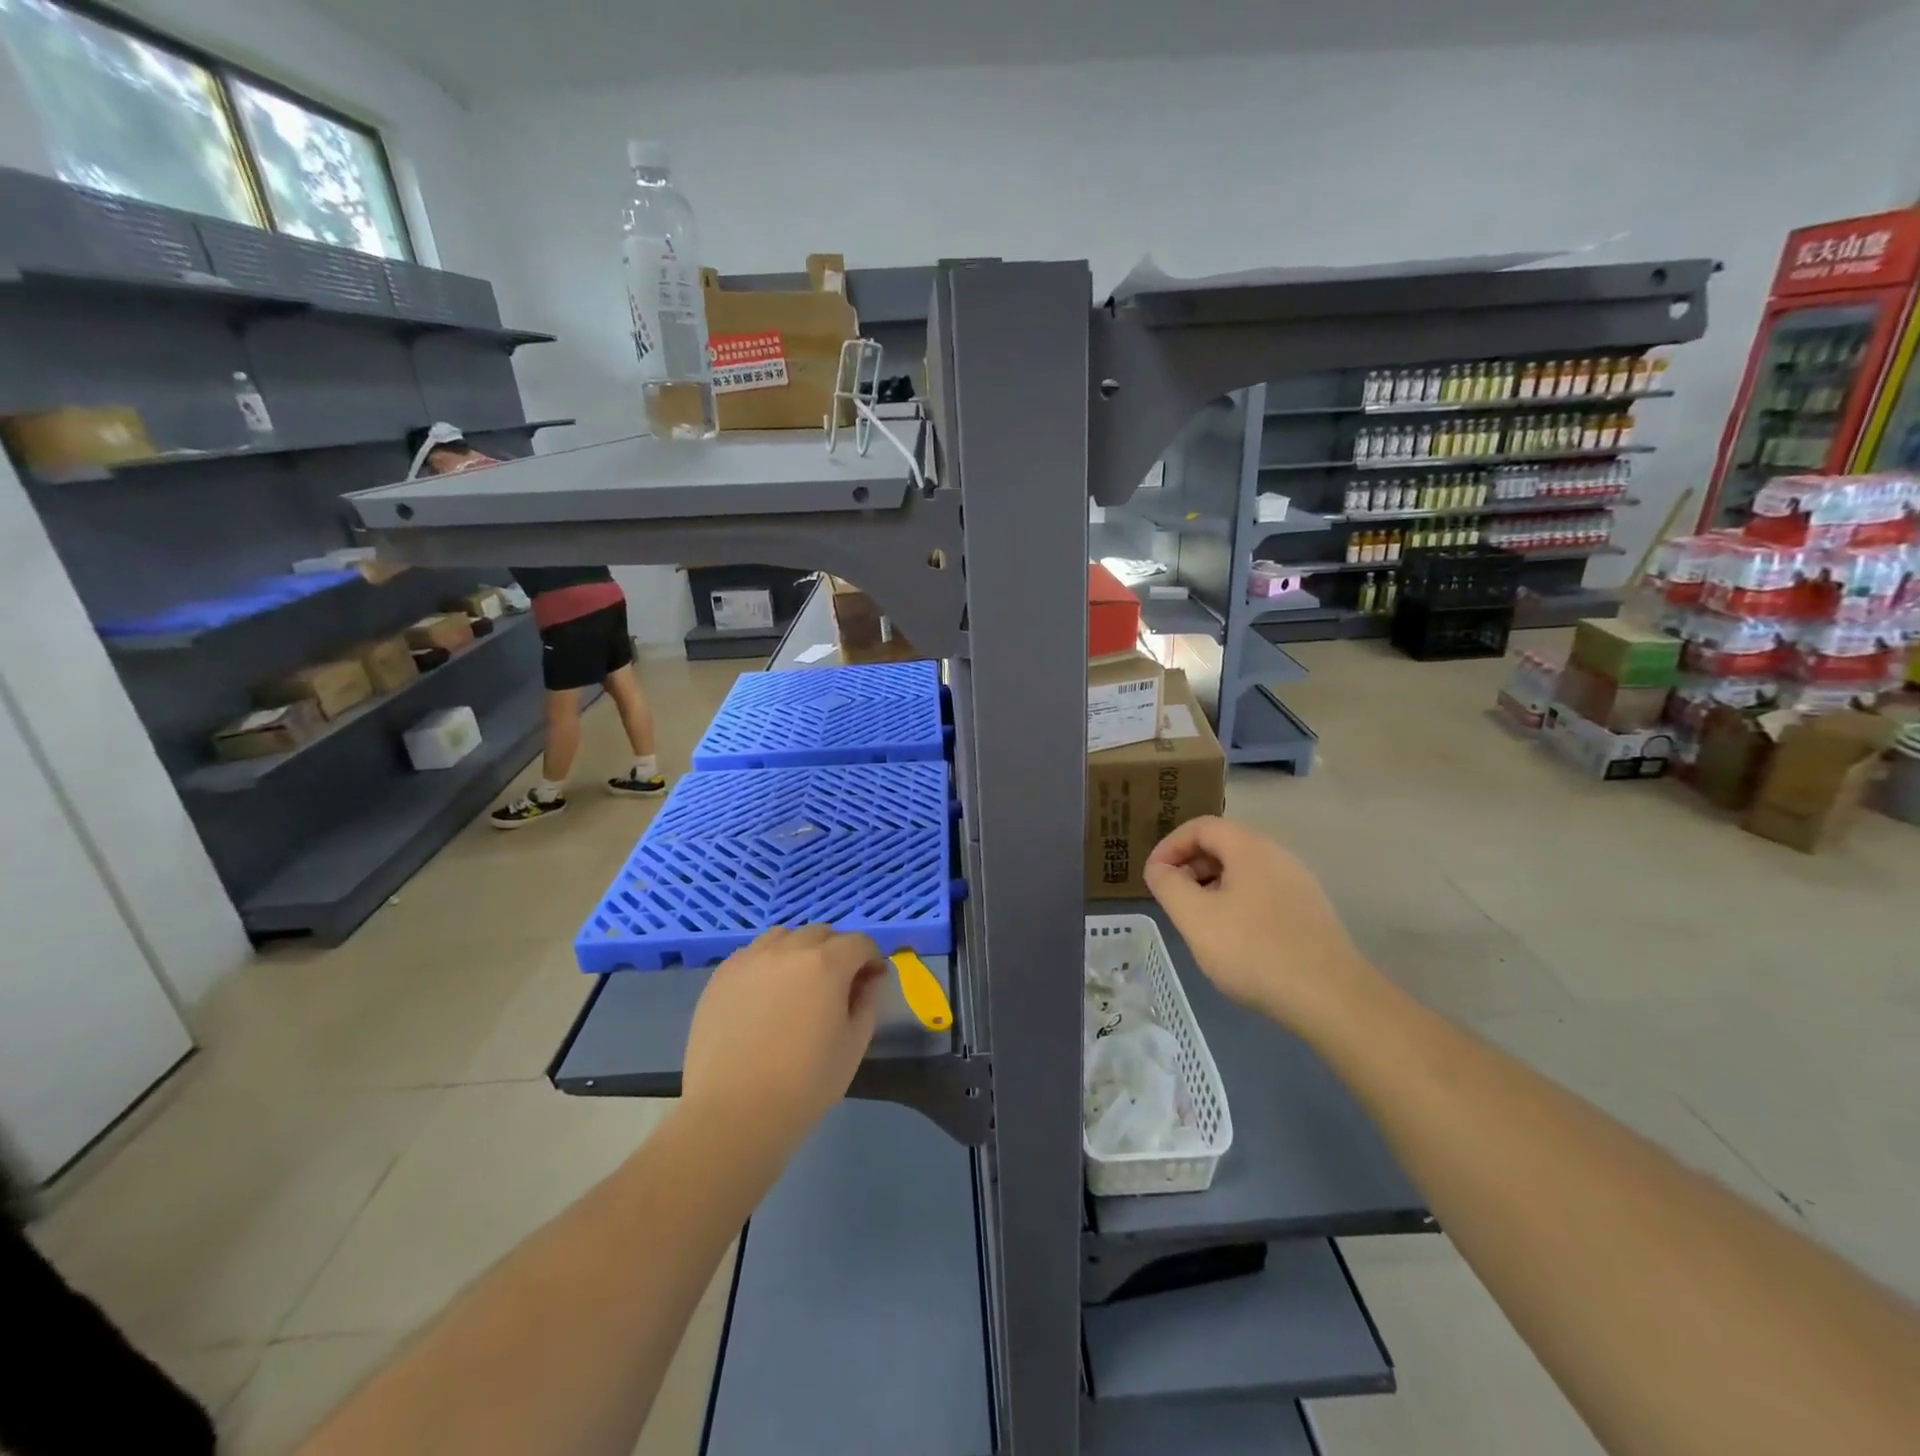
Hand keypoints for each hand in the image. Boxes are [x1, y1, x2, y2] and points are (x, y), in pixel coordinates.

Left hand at [680, 926, 885, 1162]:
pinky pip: (752, 954)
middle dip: (836, 952)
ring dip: (799, 951)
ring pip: (784, 937)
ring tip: (796, 986)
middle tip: (835, 987)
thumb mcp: (853, 1045)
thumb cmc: (805, 1084)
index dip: (870, 959)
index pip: (859, 942)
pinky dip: (767, 964)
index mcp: (826, 964)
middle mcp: (788, 949)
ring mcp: (750, 959)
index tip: (869, 982)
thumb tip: (871, 976)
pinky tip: (764, 997)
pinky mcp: (721, 976)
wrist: (734, 1113)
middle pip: (821, 934)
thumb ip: (868, 1001)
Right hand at [1144, 816, 1372, 1032]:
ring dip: (1212, 887)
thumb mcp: (1195, 917)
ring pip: (1243, 872)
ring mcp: (1299, 884)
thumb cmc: (1253, 950)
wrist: (1332, 998)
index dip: (1170, 846)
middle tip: (1172, 899)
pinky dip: (1236, 904)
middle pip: (1224, 845)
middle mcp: (1278, 856)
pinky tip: (1232, 939)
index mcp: (1250, 848)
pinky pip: (1262, 894)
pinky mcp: (1310, 913)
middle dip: (1190, 866)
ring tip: (1197, 921)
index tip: (1153, 876)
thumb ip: (1168, 885)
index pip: (1201, 826)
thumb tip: (1159, 869)